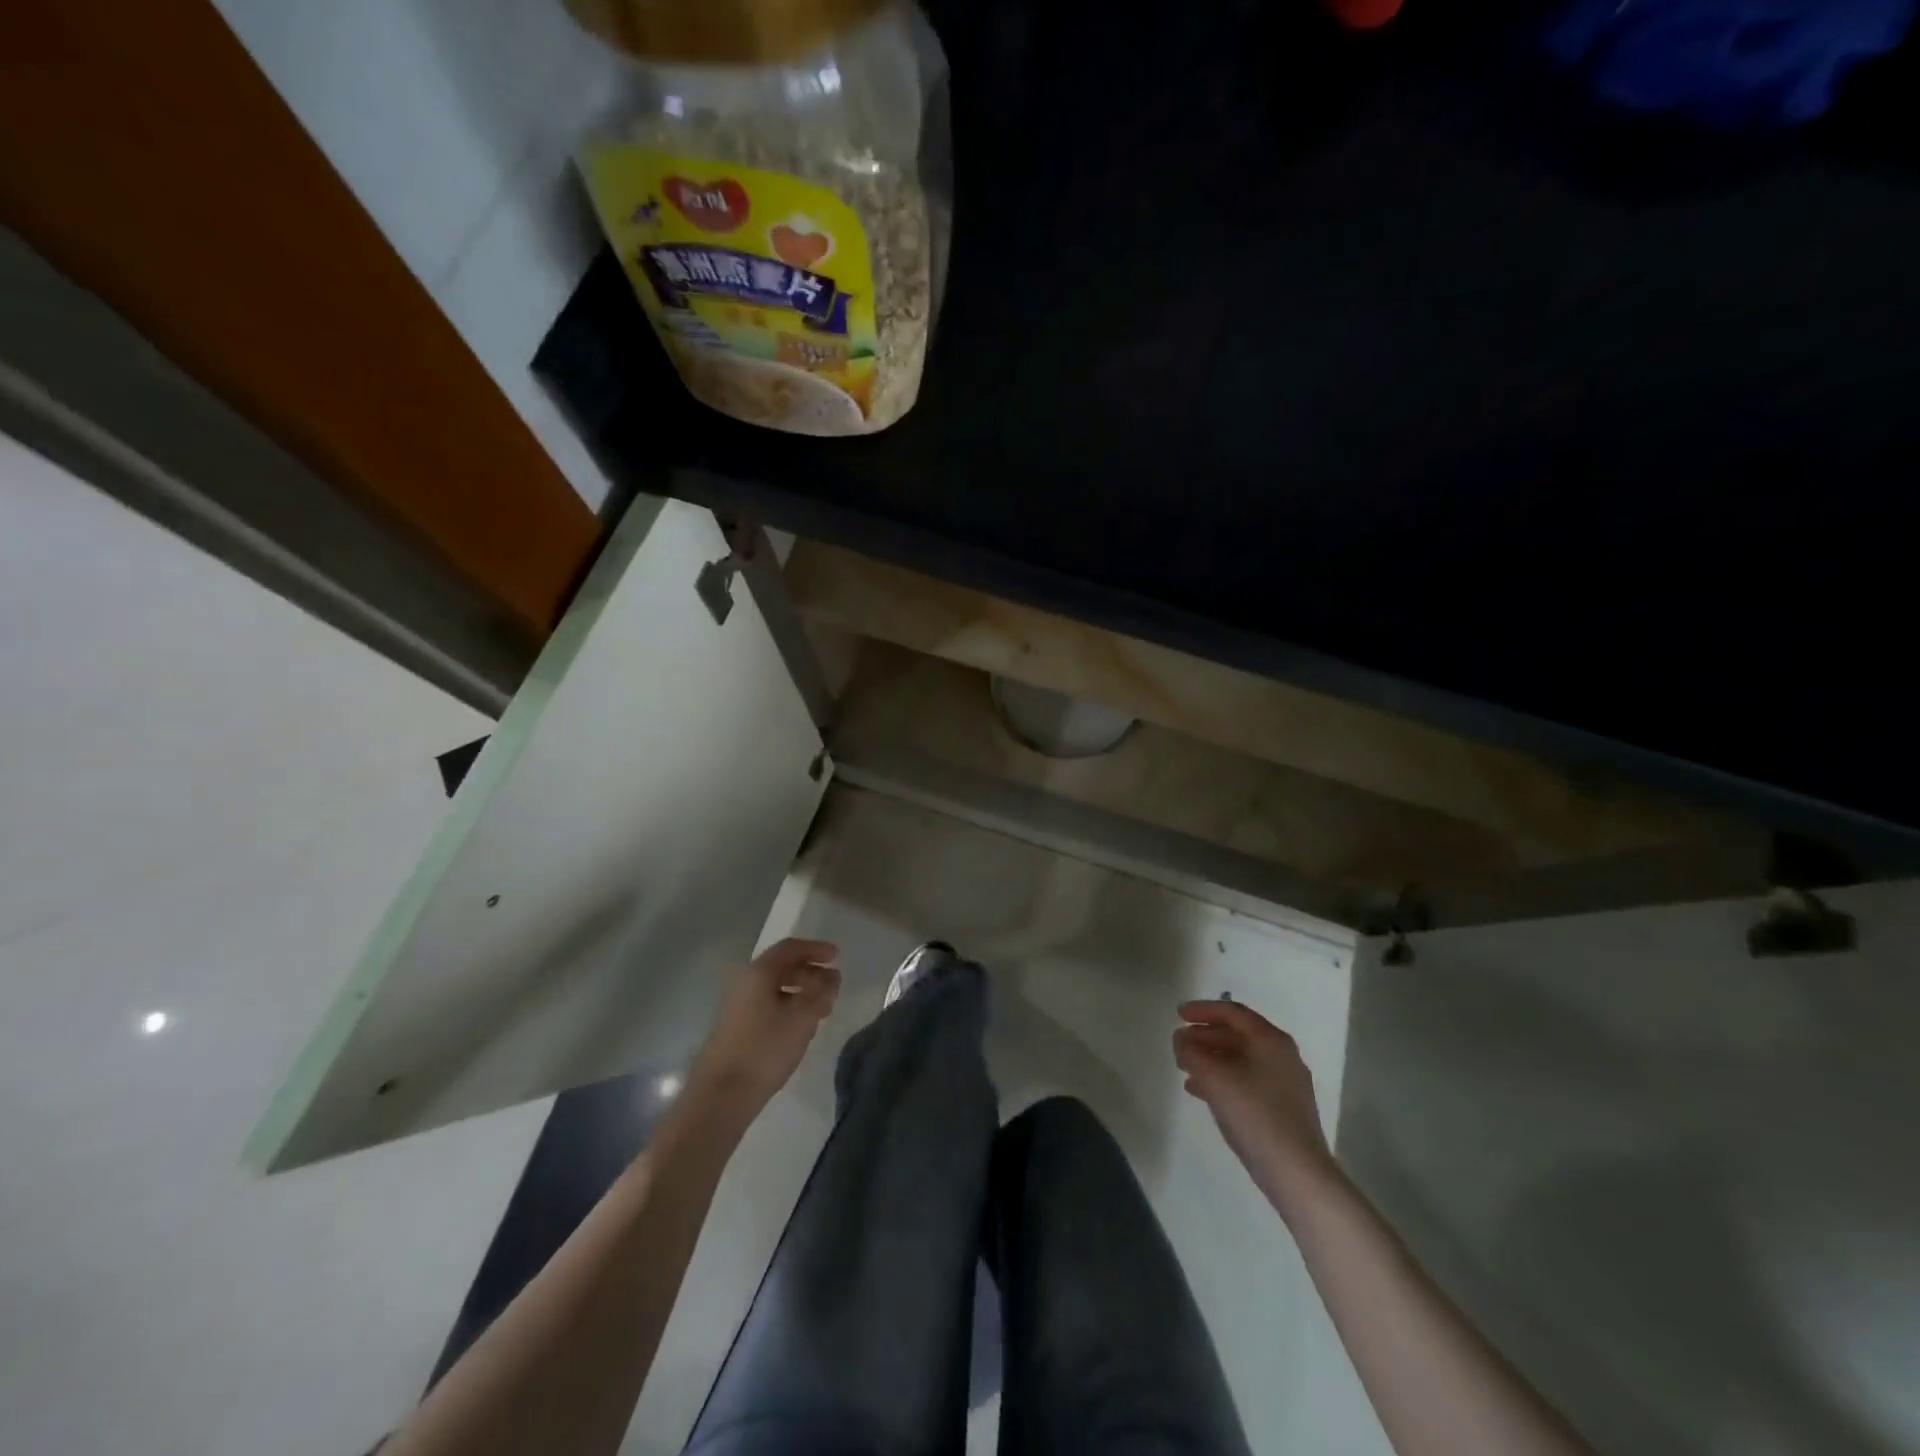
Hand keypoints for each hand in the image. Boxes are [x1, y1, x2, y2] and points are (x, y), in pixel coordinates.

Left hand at [688, 938, 840, 1116]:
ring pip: (775, 988)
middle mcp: (745, 982)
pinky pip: (767, 1004)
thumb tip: (832, 976)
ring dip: (801, 992)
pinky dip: (788, 1007)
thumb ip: (822, 992)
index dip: (816, 949)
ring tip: (822, 1010)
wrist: (722, 1094)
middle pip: (782, 967)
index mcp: (758, 972)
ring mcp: (738, 1005)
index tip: (837, 956)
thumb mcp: (803, 1017)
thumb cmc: (765, 1048)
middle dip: (810, 973)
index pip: (790, 948)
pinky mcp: (736, 1026)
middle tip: (832, 987)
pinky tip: (801, 1027)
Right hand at [1173, 1000, 1340, 1217]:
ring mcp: (1285, 1083)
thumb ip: (1192, 1052)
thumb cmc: (1254, 1114)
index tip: (1179, 1014)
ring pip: (1241, 1059)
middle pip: (1238, 1034)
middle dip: (1206, 1035)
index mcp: (1270, 1040)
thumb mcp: (1214, 1077)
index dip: (1203, 1009)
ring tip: (1185, 1066)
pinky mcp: (1282, 1108)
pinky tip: (1200, 1091)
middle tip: (1180, 1041)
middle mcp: (1281, 1055)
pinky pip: (1246, 1080)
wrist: (1296, 1172)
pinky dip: (1223, 1078)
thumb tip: (1181, 1039)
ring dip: (1211, 1057)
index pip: (1233, 1012)